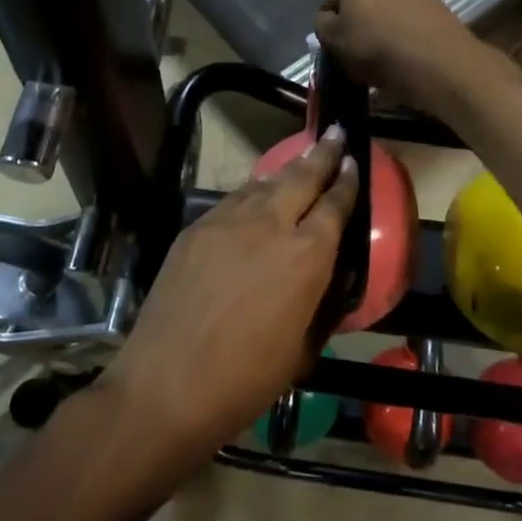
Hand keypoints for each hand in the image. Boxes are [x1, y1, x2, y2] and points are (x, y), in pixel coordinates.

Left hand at [103, 128, 357, 454]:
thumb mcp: (302, 348)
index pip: (335, 205)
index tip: (354, 162)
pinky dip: (251, 194)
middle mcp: (270, 225)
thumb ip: (317, 304)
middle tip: (335, 135)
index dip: (348, 181)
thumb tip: (322, 282)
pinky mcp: (195, 229)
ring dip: (285, 172)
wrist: (167, 385)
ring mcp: (227, 222)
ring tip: (299, 163)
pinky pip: (232, 201)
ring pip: (263, 184)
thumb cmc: (246, 380)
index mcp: (307, 256)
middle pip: (301, 177)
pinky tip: (254, 198)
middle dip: (322, 154)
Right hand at [314, 0, 494, 111]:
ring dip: (383, 25)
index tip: (334, 48)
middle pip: (362, 0)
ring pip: (388, 8)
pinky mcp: (437, 3)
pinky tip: (407, 51)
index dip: (329, 26)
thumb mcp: (333, 41)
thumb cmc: (376, 50)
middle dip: (358, 20)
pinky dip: (405, 30)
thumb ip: (322, 25)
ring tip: (385, 54)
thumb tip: (328, 19)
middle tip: (358, 50)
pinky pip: (410, 17)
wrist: (437, 61)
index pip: (331, 1)